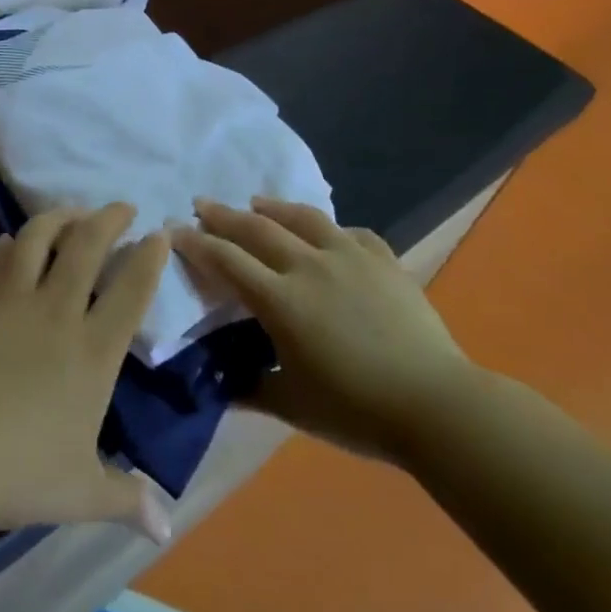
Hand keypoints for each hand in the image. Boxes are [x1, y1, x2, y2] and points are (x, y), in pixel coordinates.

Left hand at [0, 204, 173, 542]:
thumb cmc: (14, 471)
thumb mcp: (78, 492)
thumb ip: (124, 499)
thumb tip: (165, 525)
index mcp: (93, 352)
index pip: (131, 290)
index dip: (150, 256)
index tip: (160, 234)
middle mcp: (58, 312)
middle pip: (88, 245)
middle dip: (110, 218)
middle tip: (122, 207)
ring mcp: (13, 299)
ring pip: (41, 236)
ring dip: (61, 216)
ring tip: (72, 211)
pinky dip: (12, 242)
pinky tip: (15, 239)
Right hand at [173, 198, 470, 462]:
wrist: (435, 404)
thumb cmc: (356, 410)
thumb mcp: (292, 404)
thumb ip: (251, 388)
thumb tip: (221, 384)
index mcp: (281, 300)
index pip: (227, 261)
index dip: (197, 244)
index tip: (175, 231)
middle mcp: (309, 267)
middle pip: (257, 229)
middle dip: (224, 215)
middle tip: (202, 204)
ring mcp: (350, 257)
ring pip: (303, 219)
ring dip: (273, 208)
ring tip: (257, 202)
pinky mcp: (384, 260)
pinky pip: (351, 234)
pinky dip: (331, 230)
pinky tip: (328, 234)